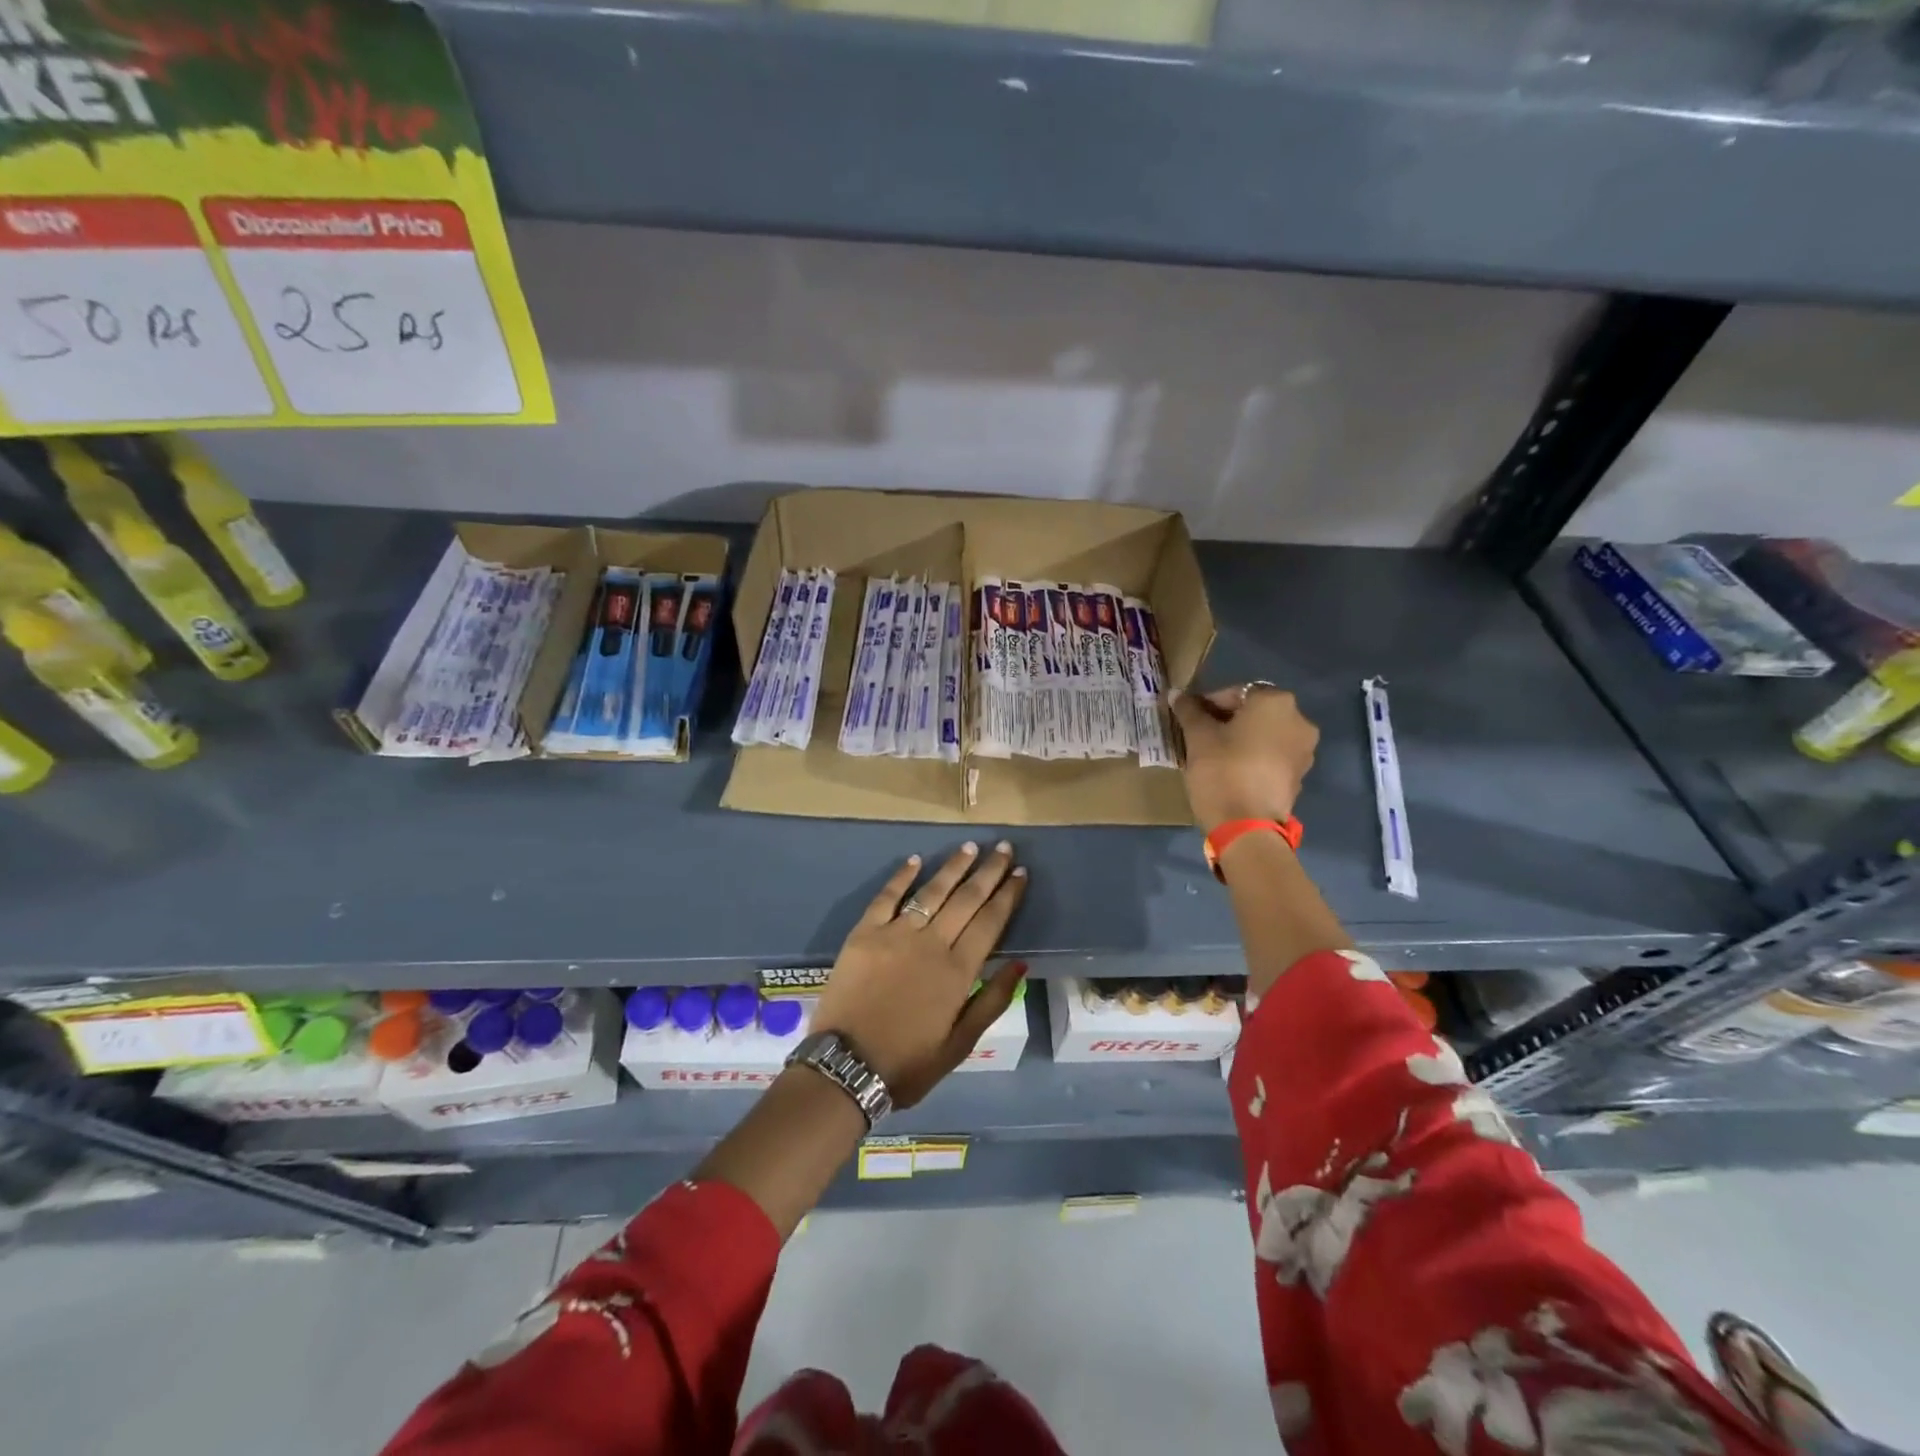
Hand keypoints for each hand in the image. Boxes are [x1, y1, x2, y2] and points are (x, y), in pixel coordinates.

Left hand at [810, 842, 1028, 1108]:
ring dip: (953, 867)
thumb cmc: (908, 1063)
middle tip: (1003, 848)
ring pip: (931, 891)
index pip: (990, 922)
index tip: (1020, 872)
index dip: (1007, 895)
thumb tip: (1020, 964)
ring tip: (969, 846)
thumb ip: (991, 1001)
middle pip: (966, 899)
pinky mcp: (864, 933)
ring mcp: (895, 934)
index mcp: (958, 971)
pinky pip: (886, 897)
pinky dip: (902, 876)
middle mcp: (931, 943)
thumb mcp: (960, 1045)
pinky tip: (915, 860)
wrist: (847, 1068)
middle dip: (988, 871)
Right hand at [1170, 683, 1318, 832]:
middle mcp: (1299, 719)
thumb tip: (1175, 693)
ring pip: (1264, 734)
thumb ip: (1189, 711)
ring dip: (1240, 738)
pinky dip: (1253, 756)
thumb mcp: (1198, 737)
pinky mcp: (1300, 775)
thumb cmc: (1222, 770)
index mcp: (1275, 701)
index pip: (1235, 692)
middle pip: (1253, 711)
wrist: (1247, 827)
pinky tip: (1231, 770)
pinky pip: (1272, 755)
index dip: (1207, 703)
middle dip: (1226, 720)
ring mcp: (1304, 749)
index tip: (1188, 719)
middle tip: (1198, 735)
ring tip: (1213, 753)